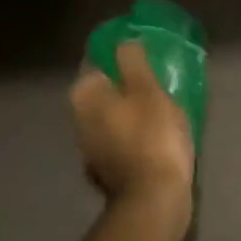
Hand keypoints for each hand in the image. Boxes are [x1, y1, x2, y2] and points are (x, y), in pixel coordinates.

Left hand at [69, 41, 194, 206]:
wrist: (154, 198)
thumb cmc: (153, 136)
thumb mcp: (149, 90)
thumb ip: (134, 61)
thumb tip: (124, 42)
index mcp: (85, 95)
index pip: (98, 61)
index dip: (121, 55)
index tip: (146, 55)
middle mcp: (78, 119)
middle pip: (104, 90)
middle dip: (126, 84)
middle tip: (158, 80)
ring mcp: (89, 147)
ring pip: (111, 116)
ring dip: (130, 110)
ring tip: (162, 107)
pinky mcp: (105, 170)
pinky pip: (120, 140)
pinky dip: (133, 134)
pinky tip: (154, 136)